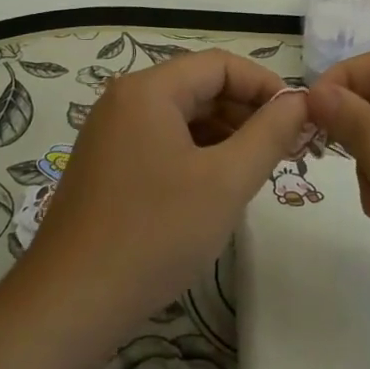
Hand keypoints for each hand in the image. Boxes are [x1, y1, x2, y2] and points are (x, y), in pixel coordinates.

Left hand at [25, 49, 309, 327]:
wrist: (70, 303)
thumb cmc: (155, 234)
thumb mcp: (226, 182)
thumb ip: (269, 134)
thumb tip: (299, 102)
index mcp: (148, 90)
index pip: (220, 65)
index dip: (264, 85)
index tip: (298, 119)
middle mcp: (124, 101)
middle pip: (199, 87)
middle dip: (246, 112)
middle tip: (286, 149)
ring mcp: (110, 134)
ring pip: (182, 117)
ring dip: (224, 135)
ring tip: (257, 170)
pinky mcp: (107, 166)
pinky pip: (162, 142)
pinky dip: (197, 155)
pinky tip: (217, 188)